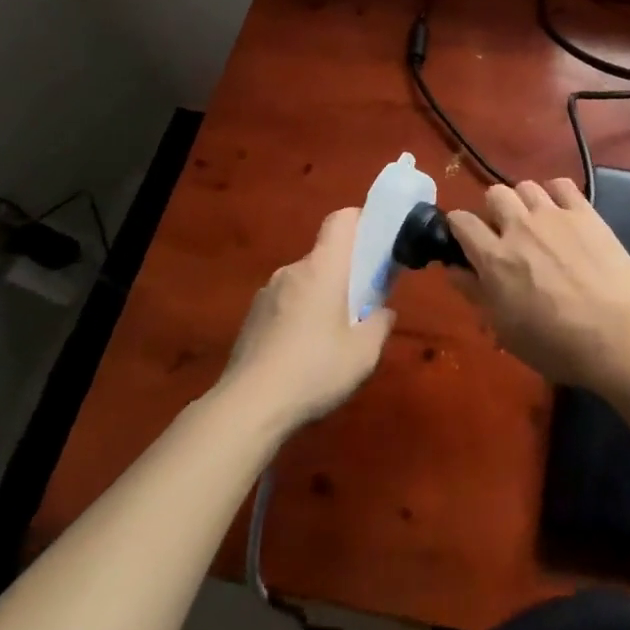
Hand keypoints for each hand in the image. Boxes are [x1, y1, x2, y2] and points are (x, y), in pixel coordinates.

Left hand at [218, 208, 395, 433]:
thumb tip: (383, 312)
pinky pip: (283, 305)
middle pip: (324, 256)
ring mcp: (266, 294)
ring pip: (303, 283)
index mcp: (323, 268)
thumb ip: (380, 324)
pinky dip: (297, 318)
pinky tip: (300, 356)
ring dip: (319, 299)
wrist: (247, 409)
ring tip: (328, 339)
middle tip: (360, 307)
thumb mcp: (364, 354)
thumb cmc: (314, 370)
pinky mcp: (250, 319)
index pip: (341, 220)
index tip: (376, 245)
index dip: (361, 222)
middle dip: (344, 274)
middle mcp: (292, 270)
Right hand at [447, 179, 629, 390]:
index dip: (458, 227)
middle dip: (493, 210)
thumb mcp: (505, 330)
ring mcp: (554, 215)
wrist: (618, 335)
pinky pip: (561, 184)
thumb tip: (454, 269)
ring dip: (524, 202)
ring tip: (535, 223)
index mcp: (495, 257)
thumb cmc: (557, 345)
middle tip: (504, 235)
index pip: (461, 221)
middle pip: (494, 194)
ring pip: (526, 185)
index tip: (464, 240)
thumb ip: (475, 294)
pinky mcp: (585, 212)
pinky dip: (555, 193)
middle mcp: (520, 226)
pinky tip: (561, 212)